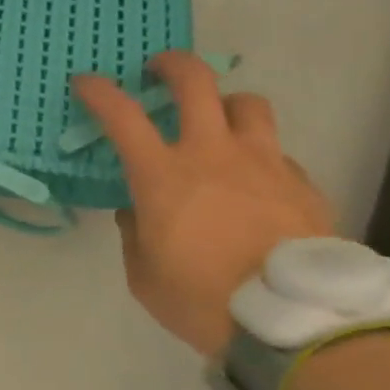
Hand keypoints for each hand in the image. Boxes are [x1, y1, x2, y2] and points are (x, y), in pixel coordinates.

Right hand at [72, 51, 335, 357]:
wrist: (293, 324)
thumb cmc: (202, 301)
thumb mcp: (144, 276)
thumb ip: (135, 234)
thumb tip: (138, 210)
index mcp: (164, 176)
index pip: (122, 116)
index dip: (99, 92)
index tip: (86, 82)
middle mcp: (213, 153)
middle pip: (195, 82)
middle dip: (172, 65)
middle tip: (160, 70)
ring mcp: (264, 163)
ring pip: (247, 104)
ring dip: (226, 104)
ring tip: (219, 122)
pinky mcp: (302, 183)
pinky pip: (278, 153)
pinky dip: (260, 158)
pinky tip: (257, 185)